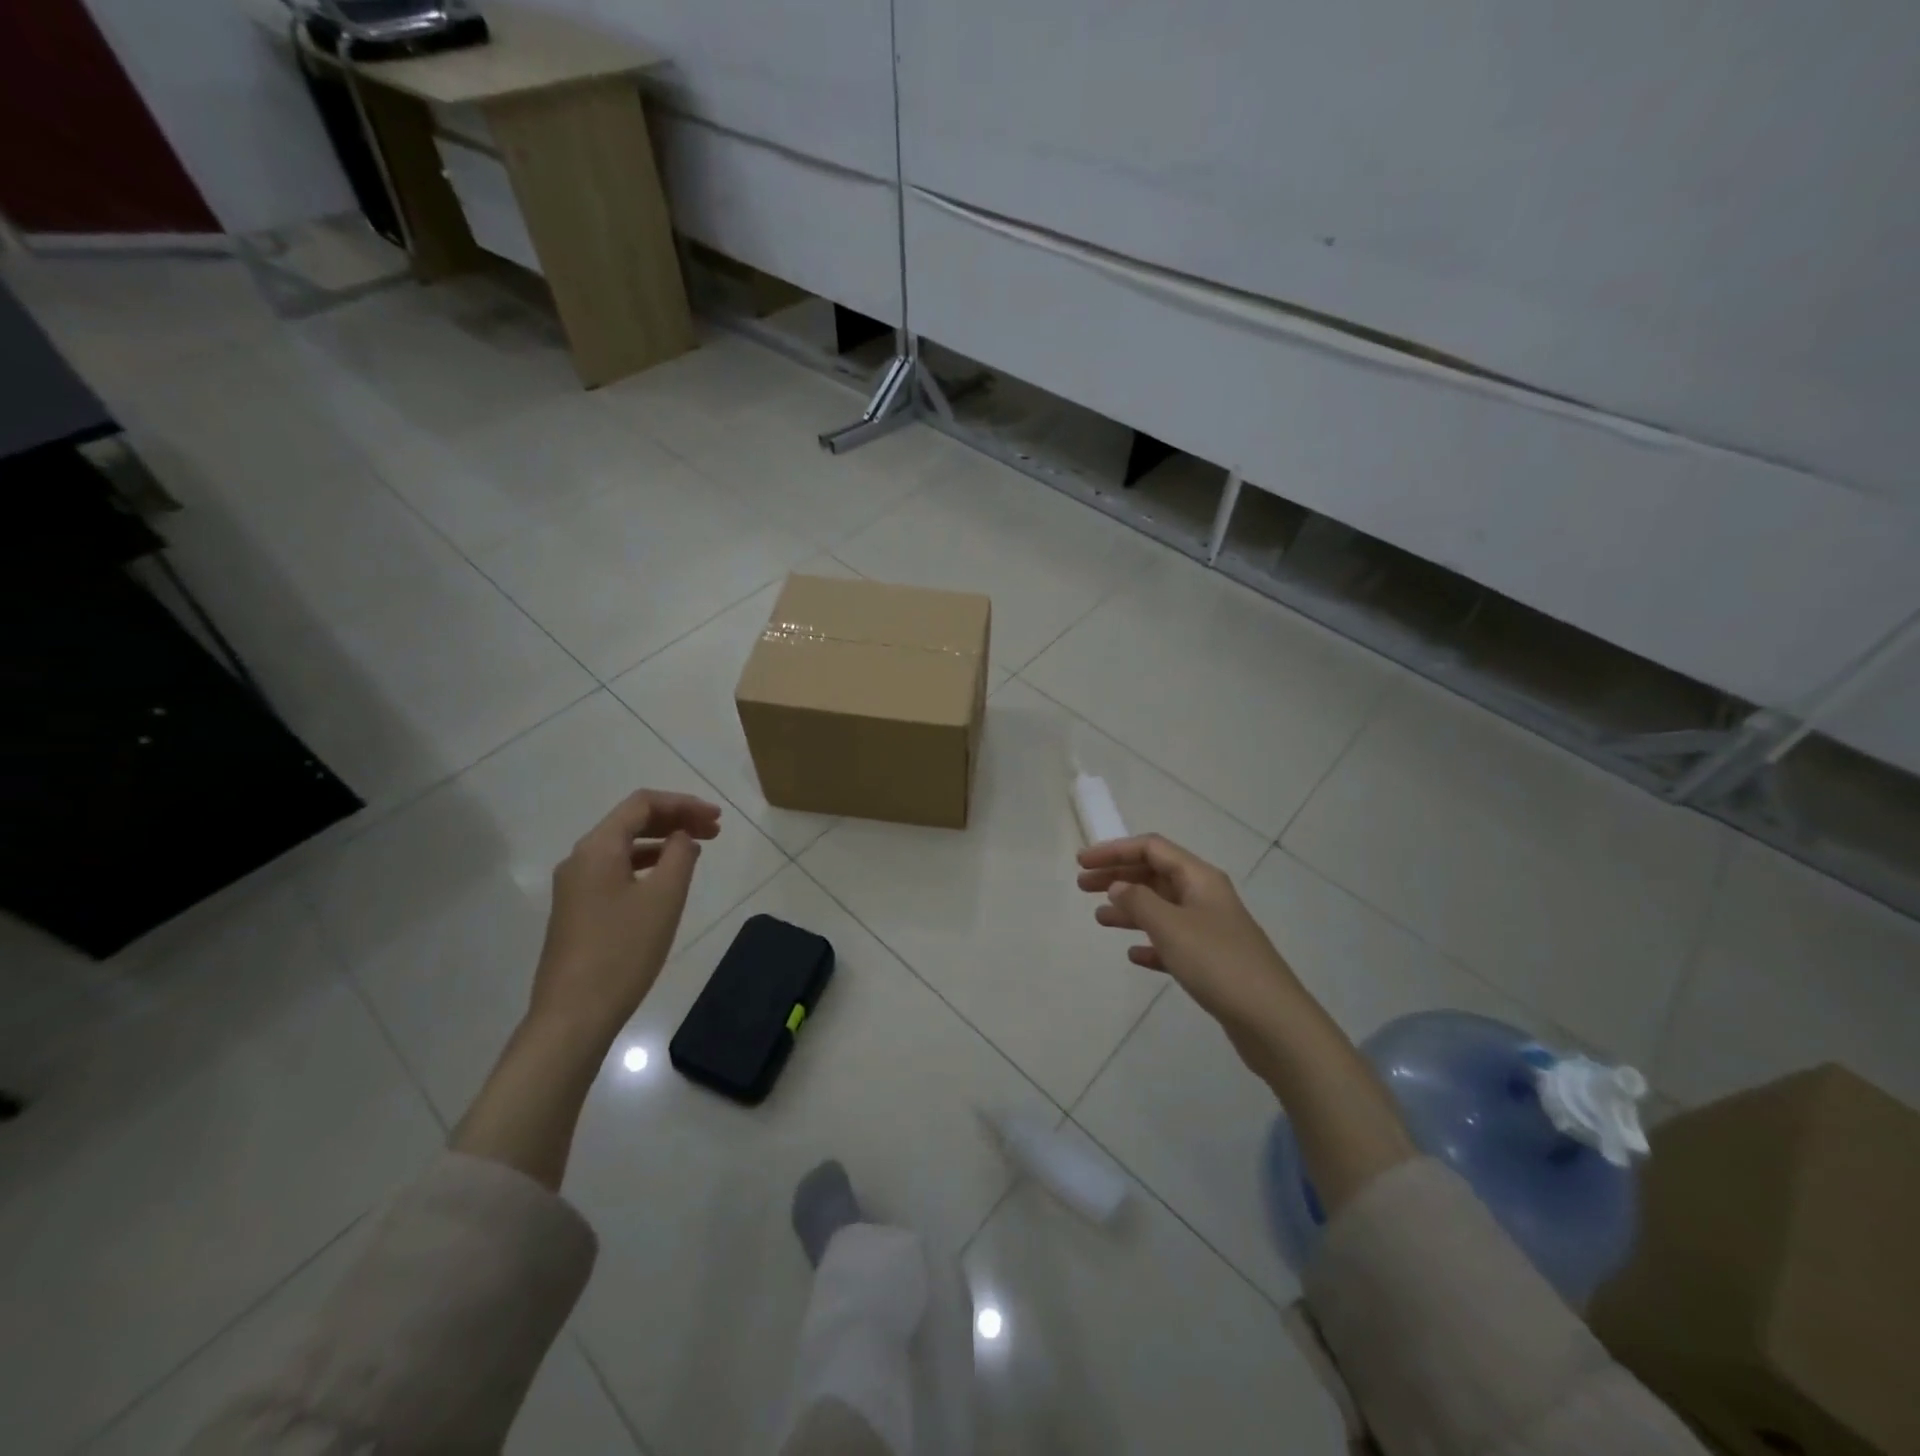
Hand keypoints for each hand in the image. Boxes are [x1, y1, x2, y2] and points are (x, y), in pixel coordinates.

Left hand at [529, 789, 721, 1043]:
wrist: (574, 1014)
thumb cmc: (624, 950)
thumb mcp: (664, 897)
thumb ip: (680, 855)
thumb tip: (683, 836)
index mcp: (598, 848)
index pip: (642, 804)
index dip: (683, 803)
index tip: (716, 818)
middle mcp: (580, 858)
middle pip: (631, 821)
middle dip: (675, 819)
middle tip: (714, 830)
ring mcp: (574, 886)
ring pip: (623, 847)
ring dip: (662, 841)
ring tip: (697, 850)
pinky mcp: (577, 910)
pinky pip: (615, 870)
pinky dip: (646, 864)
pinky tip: (667, 879)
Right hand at [1077, 835, 1303, 1048]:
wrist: (1272, 1021)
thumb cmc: (1218, 963)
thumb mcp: (1171, 927)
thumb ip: (1139, 902)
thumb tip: (1118, 886)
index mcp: (1199, 878)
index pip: (1151, 849)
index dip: (1114, 850)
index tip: (1082, 862)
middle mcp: (1205, 896)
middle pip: (1154, 875)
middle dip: (1118, 876)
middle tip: (1081, 886)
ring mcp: (1210, 928)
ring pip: (1161, 907)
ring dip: (1130, 908)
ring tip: (1099, 918)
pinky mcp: (1212, 960)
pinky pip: (1172, 941)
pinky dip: (1150, 942)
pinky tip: (1133, 954)